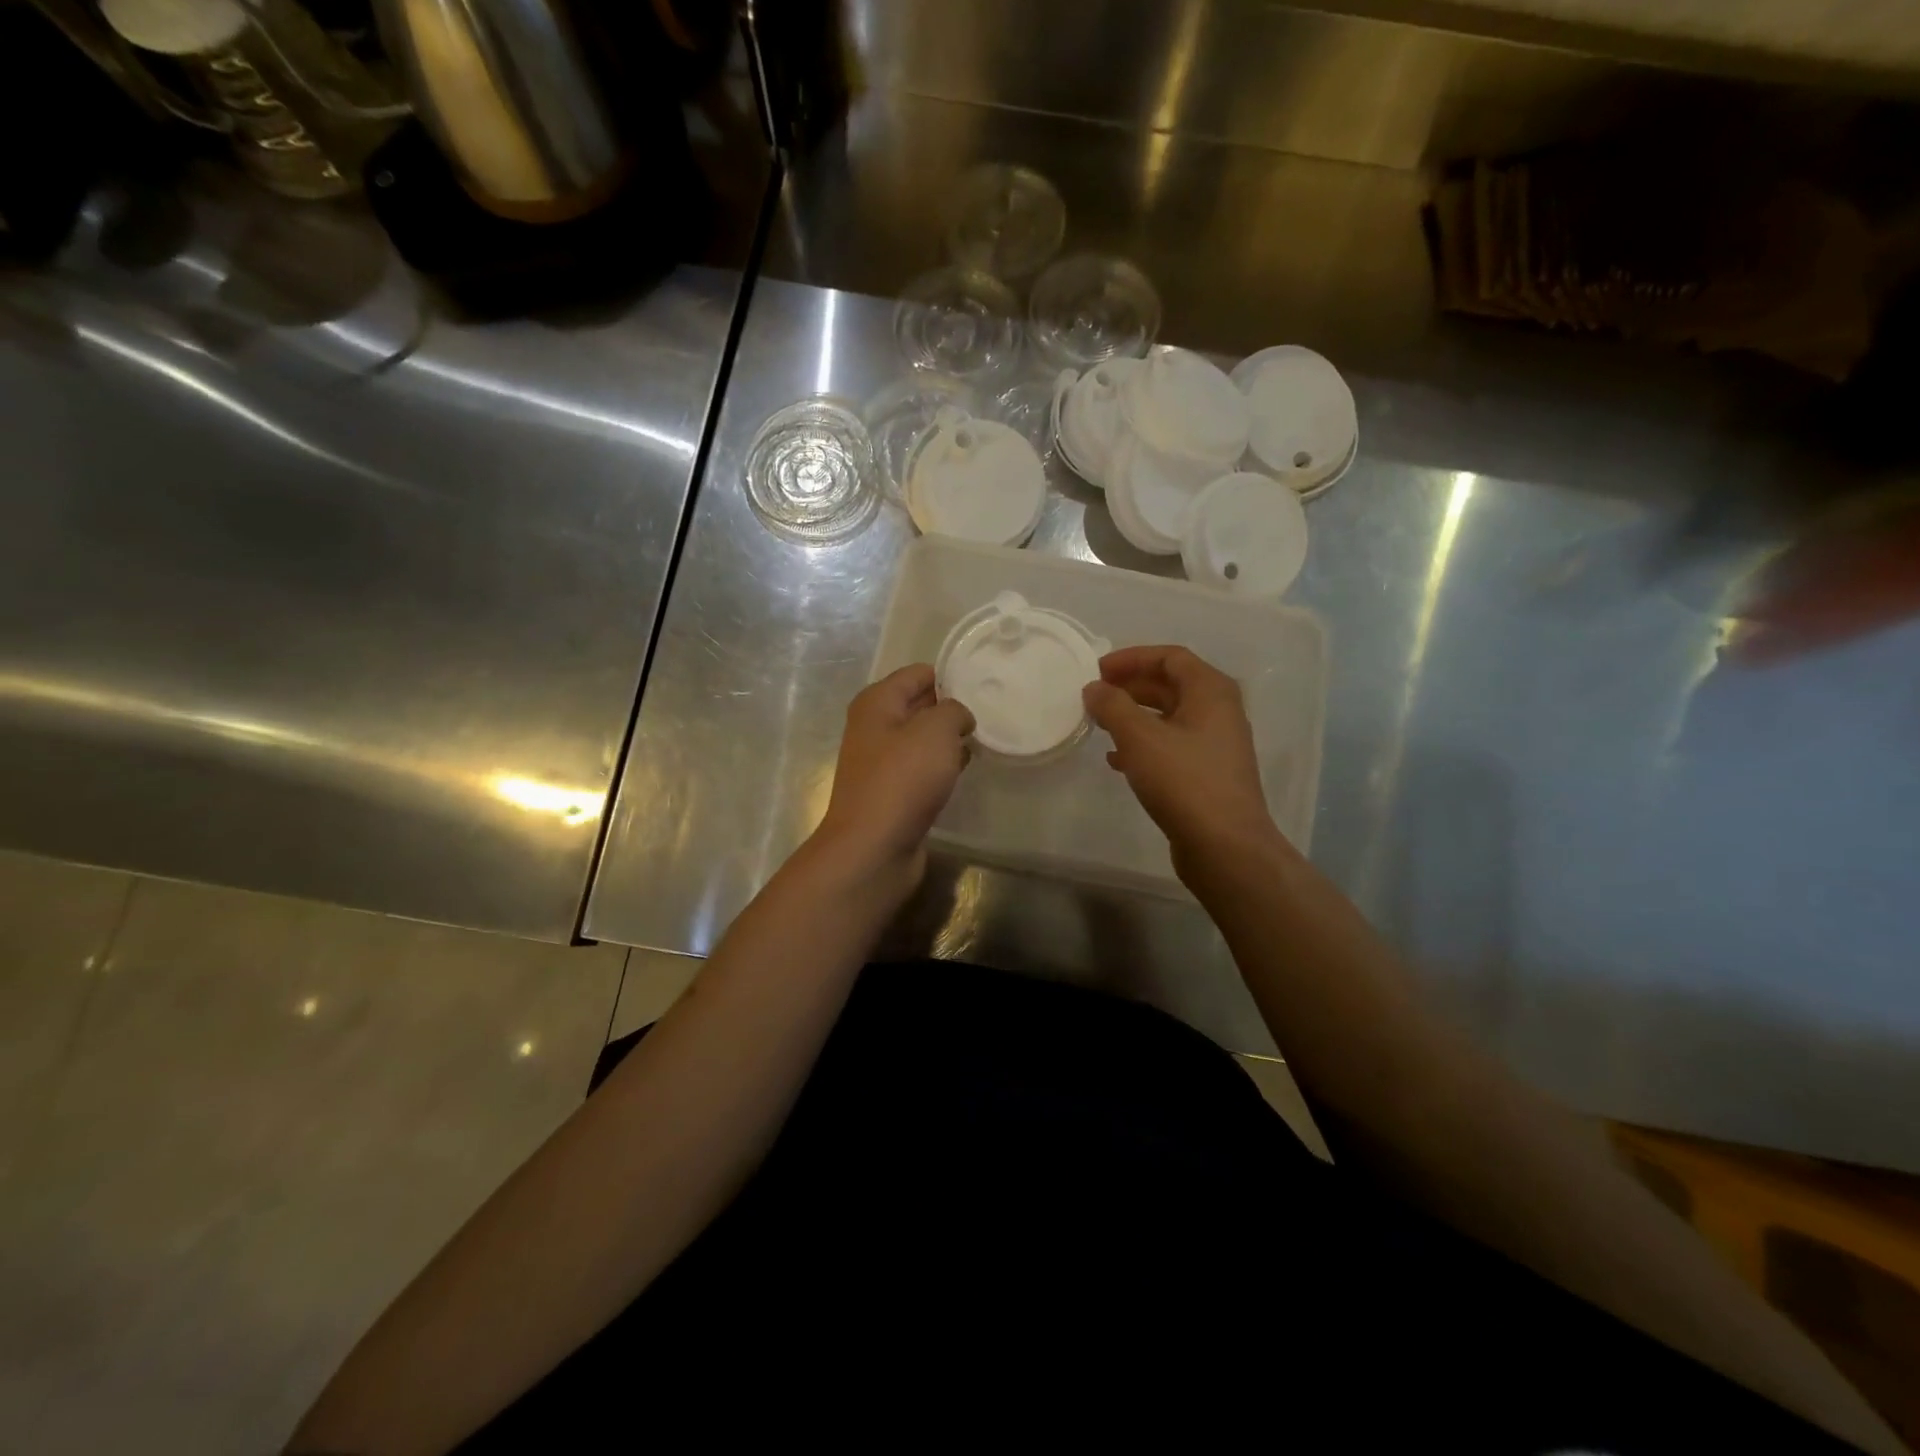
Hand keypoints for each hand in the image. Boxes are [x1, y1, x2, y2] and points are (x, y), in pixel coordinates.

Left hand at [814, 664, 974, 885]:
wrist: (874, 847)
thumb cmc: (902, 779)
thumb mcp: (936, 730)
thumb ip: (954, 710)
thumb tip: (959, 717)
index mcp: (876, 703)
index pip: (918, 674)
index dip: (950, 675)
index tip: (984, 684)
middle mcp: (874, 728)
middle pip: (918, 706)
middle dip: (951, 708)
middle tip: (990, 711)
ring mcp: (881, 763)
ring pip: (922, 740)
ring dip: (948, 740)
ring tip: (984, 740)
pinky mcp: (891, 793)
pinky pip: (922, 769)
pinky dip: (941, 767)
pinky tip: (963, 771)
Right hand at [1082, 645, 1287, 875]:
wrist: (1225, 847)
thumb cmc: (1184, 781)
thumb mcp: (1140, 737)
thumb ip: (1113, 706)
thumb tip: (1094, 688)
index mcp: (1211, 691)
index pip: (1170, 656)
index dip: (1131, 658)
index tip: (1097, 670)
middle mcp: (1219, 712)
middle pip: (1170, 685)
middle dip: (1130, 687)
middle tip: (1094, 696)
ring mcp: (1215, 745)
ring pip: (1168, 718)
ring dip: (1133, 717)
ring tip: (1100, 725)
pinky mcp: (1206, 774)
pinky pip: (1171, 746)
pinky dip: (1143, 745)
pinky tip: (1116, 761)